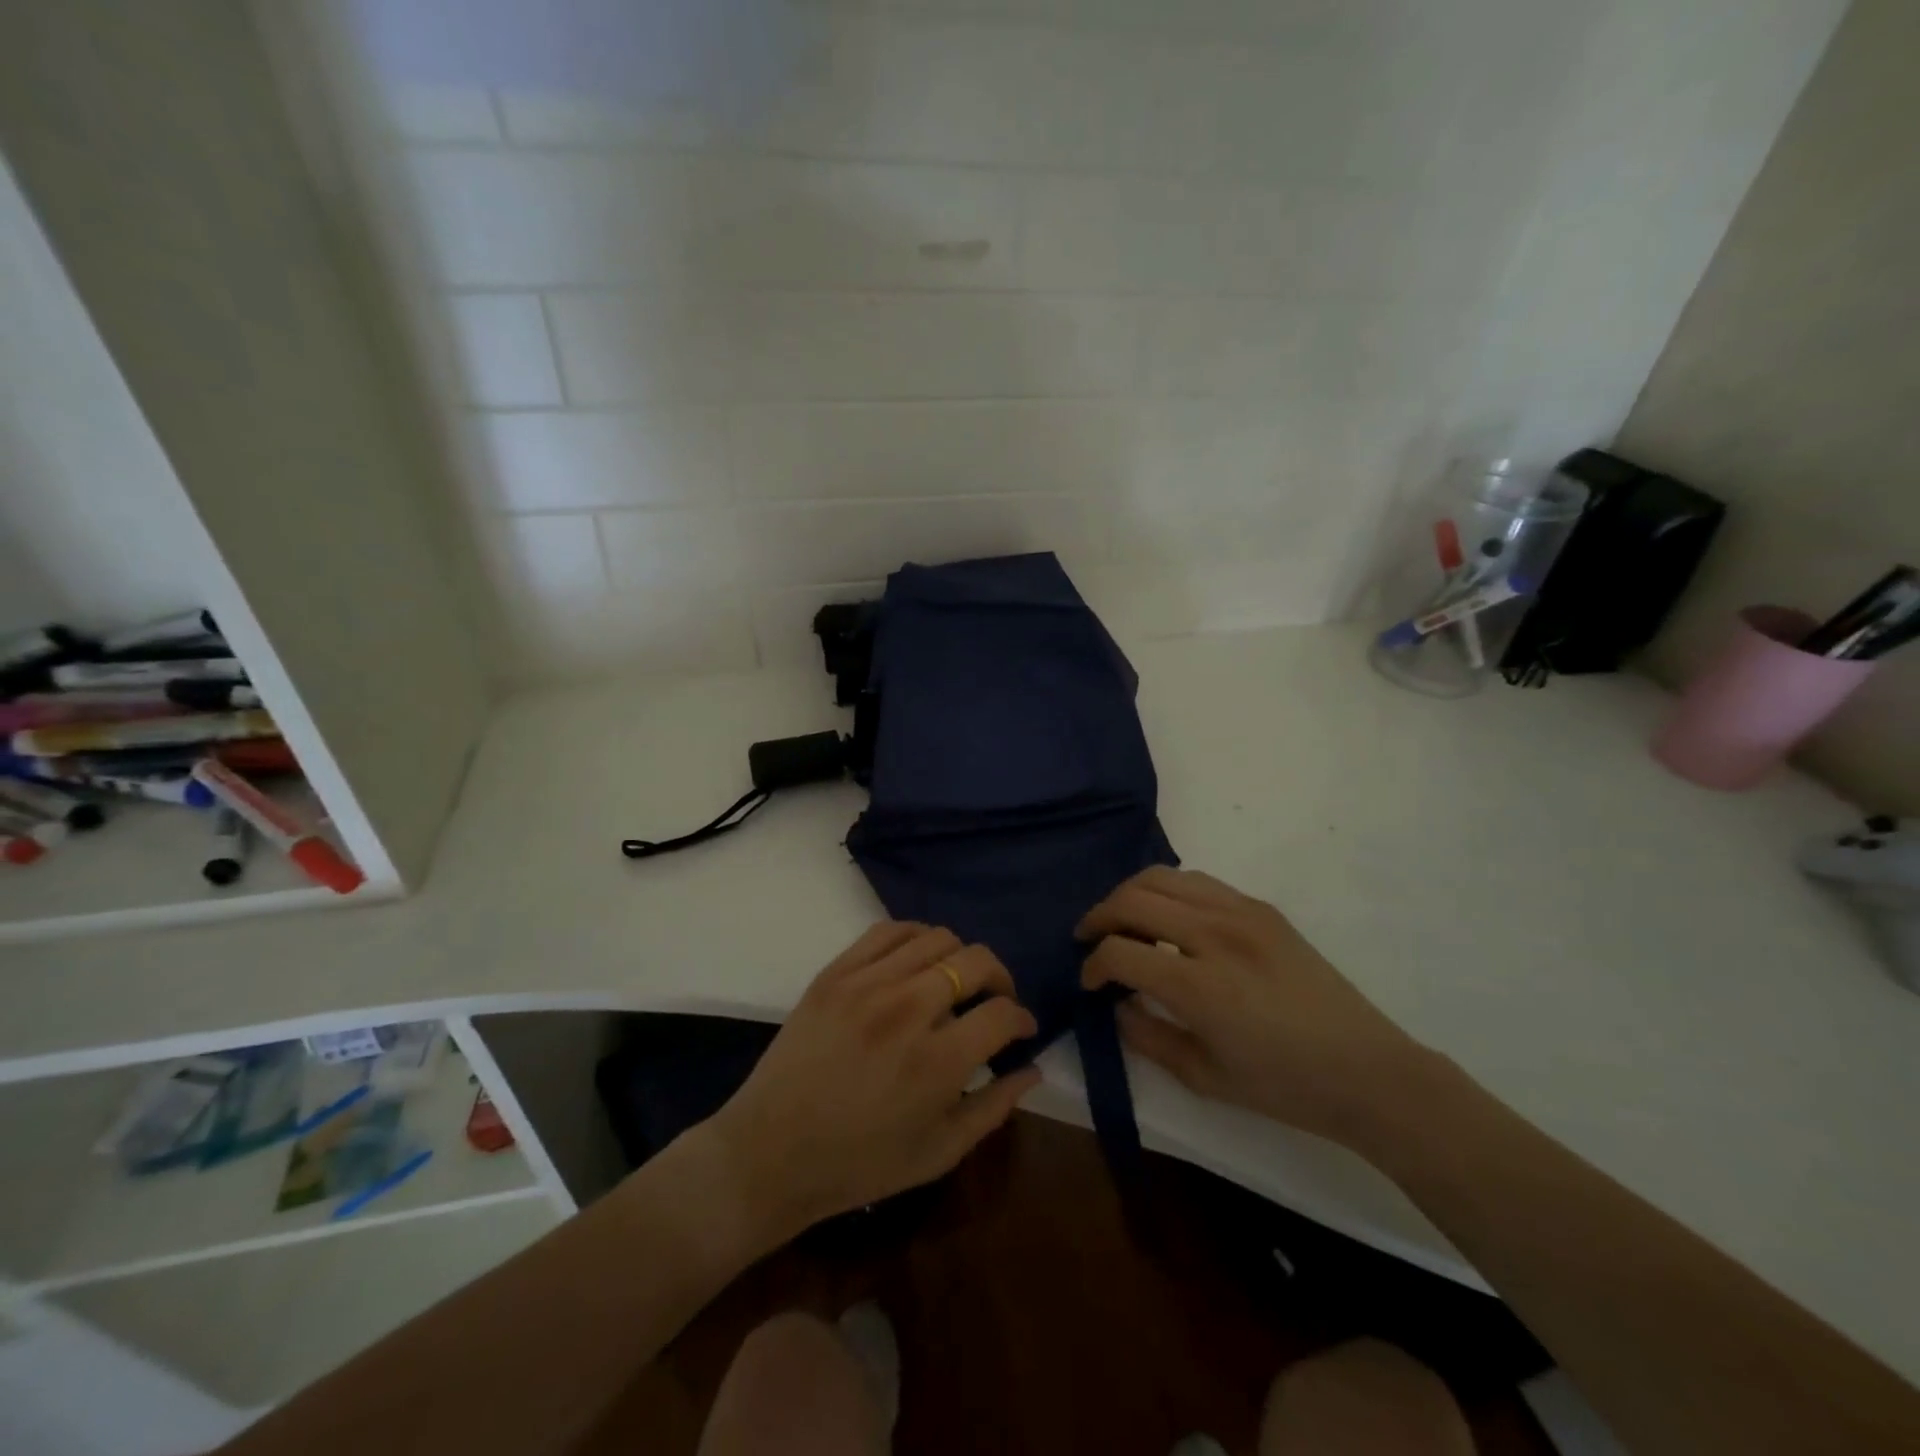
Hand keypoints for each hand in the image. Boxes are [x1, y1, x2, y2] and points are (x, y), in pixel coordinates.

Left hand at [703, 922, 1040, 1239]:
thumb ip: (994, 1107)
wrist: (770, 1152)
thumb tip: (1033, 1069)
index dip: (1022, 1019)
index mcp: (939, 1061)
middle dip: (1000, 978)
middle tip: (995, 1000)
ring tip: (954, 981)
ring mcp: (867, 984)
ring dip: (959, 957)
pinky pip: (888, 931)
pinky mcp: (835, 972)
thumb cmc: (859, 1164)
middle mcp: (908, 1009)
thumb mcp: (939, 1153)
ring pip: (937, 937)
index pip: (1002, 1013)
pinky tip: (916, 960)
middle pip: (976, 961)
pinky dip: (914, 937)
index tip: (1020, 1030)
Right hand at [1077, 867, 1432, 1152]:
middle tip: (1089, 939)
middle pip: (1133, 899)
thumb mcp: (1205, 1078)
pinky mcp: (1261, 907)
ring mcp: (1241, 913)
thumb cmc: (1284, 1086)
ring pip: (1162, 877)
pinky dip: (1168, 890)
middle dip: (1099, 917)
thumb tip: (1117, 1003)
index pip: (1121, 952)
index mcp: (1201, 987)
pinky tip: (1167, 916)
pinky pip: (1198, 882)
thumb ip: (1148, 1038)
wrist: (1367, 1070)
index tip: (1090, 982)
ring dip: (1129, 894)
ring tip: (1121, 919)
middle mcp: (1216, 935)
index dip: (1093, 965)